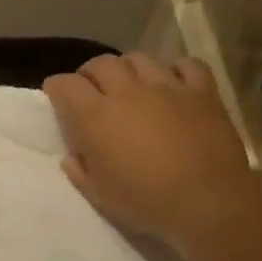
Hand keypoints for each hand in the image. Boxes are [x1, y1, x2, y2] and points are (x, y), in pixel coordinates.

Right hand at [44, 53, 255, 244]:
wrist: (206, 200)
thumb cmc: (145, 201)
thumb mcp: (98, 194)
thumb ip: (80, 170)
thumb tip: (73, 156)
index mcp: (96, 116)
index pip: (66, 85)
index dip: (56, 87)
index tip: (55, 95)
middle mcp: (128, 91)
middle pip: (101, 63)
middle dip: (90, 74)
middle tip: (91, 91)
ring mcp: (168, 86)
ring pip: (139, 59)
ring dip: (128, 69)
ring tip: (130, 85)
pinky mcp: (202, 91)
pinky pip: (186, 65)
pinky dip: (175, 70)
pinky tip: (173, 82)